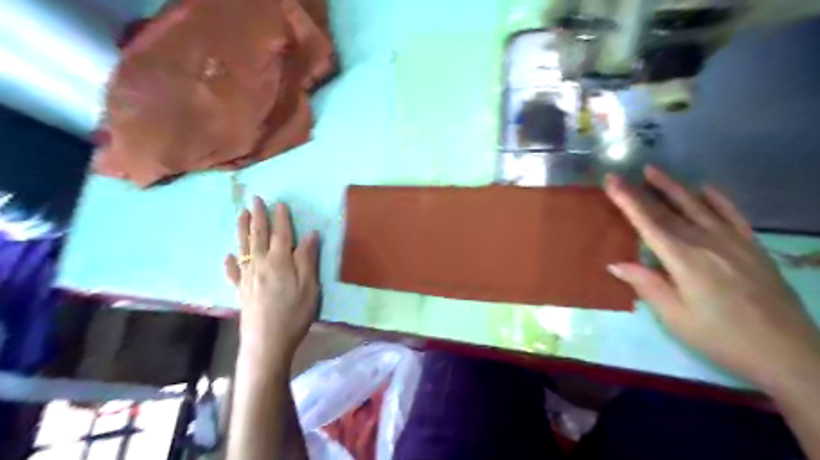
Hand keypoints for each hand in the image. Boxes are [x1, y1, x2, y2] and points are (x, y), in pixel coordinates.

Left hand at [228, 195, 322, 364]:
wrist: (267, 342)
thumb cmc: (294, 313)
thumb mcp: (309, 286)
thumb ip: (308, 259)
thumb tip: (310, 234)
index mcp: (280, 261)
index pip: (281, 234)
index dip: (281, 218)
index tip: (279, 203)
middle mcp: (261, 264)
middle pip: (259, 235)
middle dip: (258, 216)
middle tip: (255, 200)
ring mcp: (248, 277)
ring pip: (243, 247)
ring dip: (242, 229)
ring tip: (241, 215)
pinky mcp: (241, 292)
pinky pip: (233, 272)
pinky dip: (230, 262)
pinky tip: (228, 256)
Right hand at [600, 165, 819, 391]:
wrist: (788, 353)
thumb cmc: (721, 338)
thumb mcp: (676, 317)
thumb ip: (647, 285)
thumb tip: (615, 263)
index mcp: (684, 260)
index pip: (648, 223)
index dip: (627, 201)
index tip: (611, 182)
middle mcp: (707, 242)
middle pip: (668, 212)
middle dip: (641, 192)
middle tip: (620, 175)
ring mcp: (733, 242)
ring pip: (697, 206)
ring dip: (673, 187)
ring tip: (653, 171)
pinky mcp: (753, 247)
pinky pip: (733, 214)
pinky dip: (718, 199)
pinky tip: (706, 188)